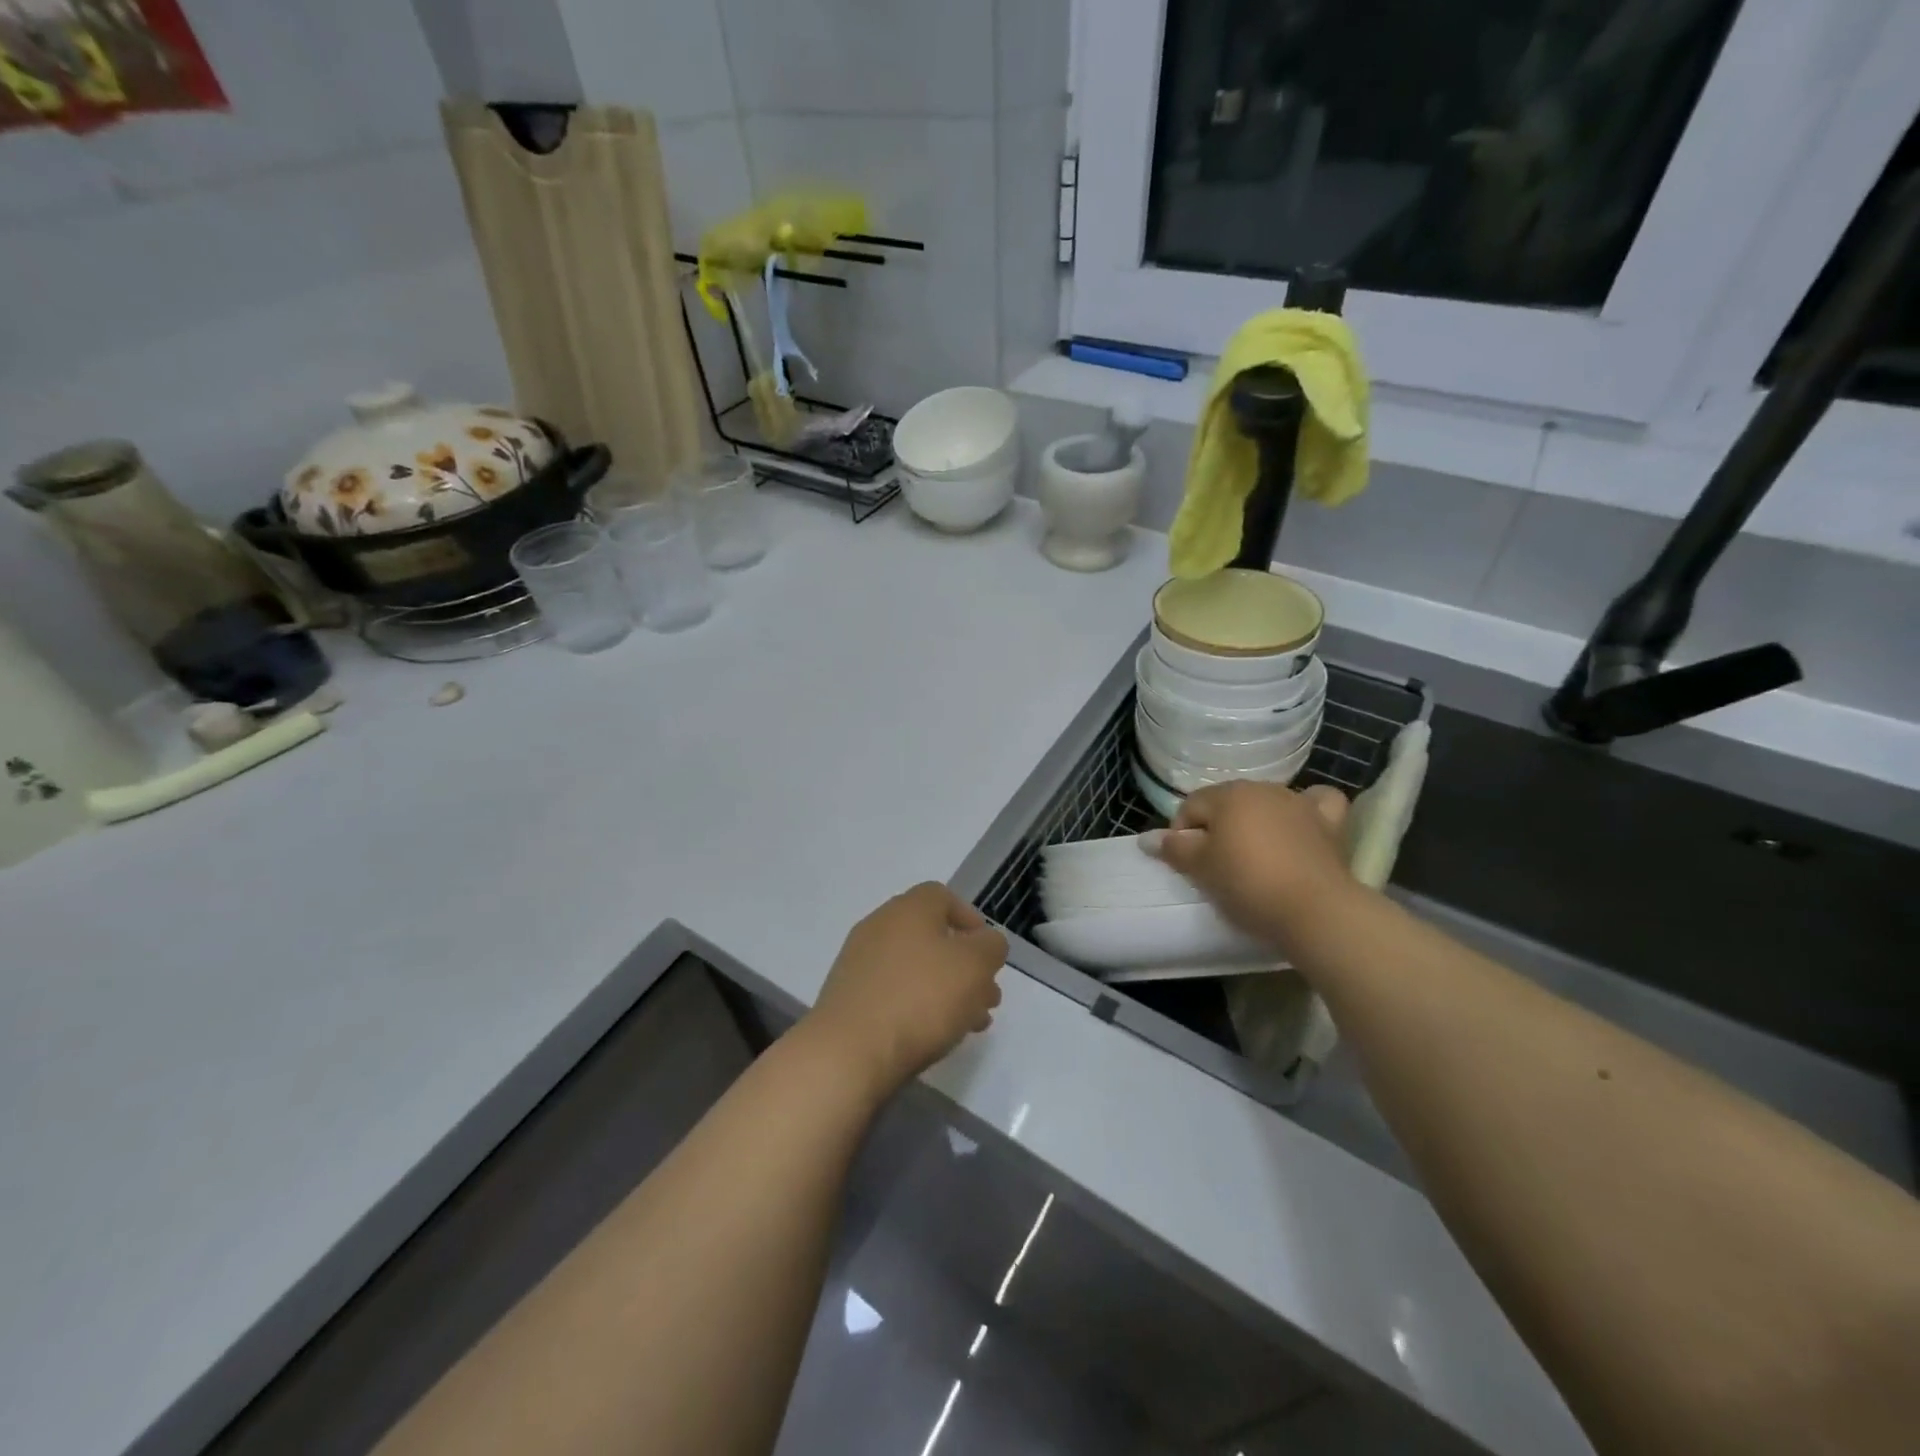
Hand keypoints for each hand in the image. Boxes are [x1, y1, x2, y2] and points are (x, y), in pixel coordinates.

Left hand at [806, 883, 1006, 1099]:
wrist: (849, 1051)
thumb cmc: (921, 998)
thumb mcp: (975, 966)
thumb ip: (990, 947)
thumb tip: (986, 942)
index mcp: (909, 908)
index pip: (943, 897)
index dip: (971, 920)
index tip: (988, 953)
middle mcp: (880, 926)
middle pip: (931, 936)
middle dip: (964, 966)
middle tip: (987, 998)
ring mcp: (859, 962)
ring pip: (914, 968)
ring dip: (945, 990)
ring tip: (968, 1025)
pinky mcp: (848, 997)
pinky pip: (892, 993)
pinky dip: (916, 1006)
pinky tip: (932, 1036)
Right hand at [1149, 781, 1356, 947]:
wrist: (1314, 911)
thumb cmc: (1247, 884)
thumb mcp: (1201, 869)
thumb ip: (1173, 849)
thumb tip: (1147, 838)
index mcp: (1228, 794)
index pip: (1191, 806)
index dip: (1181, 834)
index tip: (1186, 866)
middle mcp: (1263, 789)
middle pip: (1227, 803)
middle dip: (1217, 827)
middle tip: (1215, 866)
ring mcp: (1299, 803)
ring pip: (1267, 803)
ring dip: (1255, 822)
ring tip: (1254, 857)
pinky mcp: (1330, 824)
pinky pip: (1317, 804)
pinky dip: (1307, 810)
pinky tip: (1301, 824)